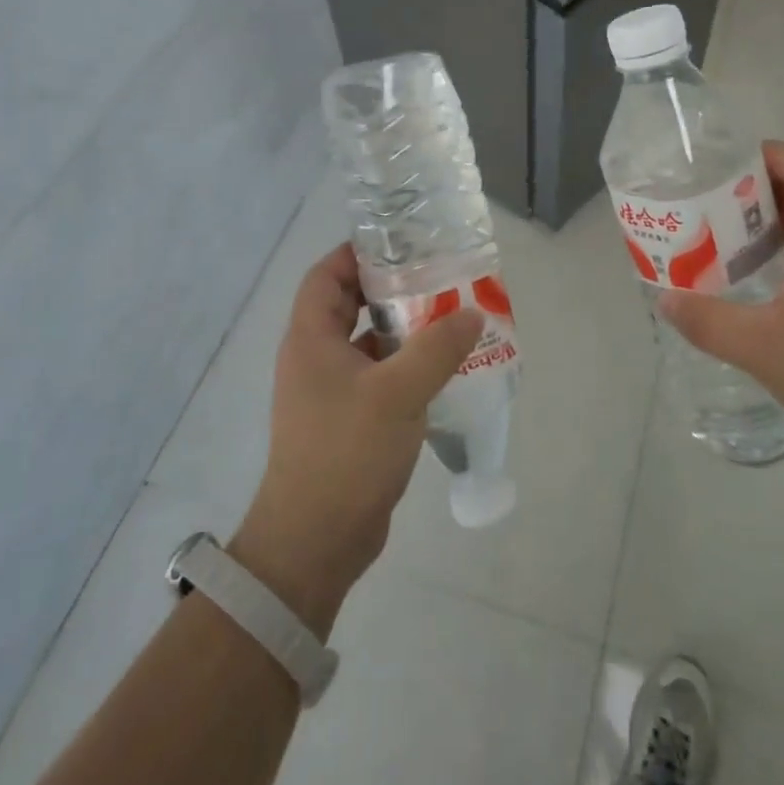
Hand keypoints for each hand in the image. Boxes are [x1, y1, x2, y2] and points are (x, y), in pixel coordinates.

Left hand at [231, 245, 482, 636]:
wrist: (315, 540)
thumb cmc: (346, 453)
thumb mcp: (397, 393)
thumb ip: (438, 348)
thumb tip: (472, 312)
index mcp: (311, 339)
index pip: (326, 275)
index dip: (357, 253)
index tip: (401, 243)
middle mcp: (315, 358)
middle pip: (349, 306)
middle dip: (390, 289)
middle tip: (437, 276)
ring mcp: (330, 392)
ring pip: (368, 344)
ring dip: (403, 330)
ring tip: (450, 316)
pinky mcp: (348, 421)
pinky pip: (378, 378)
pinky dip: (406, 367)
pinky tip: (443, 369)